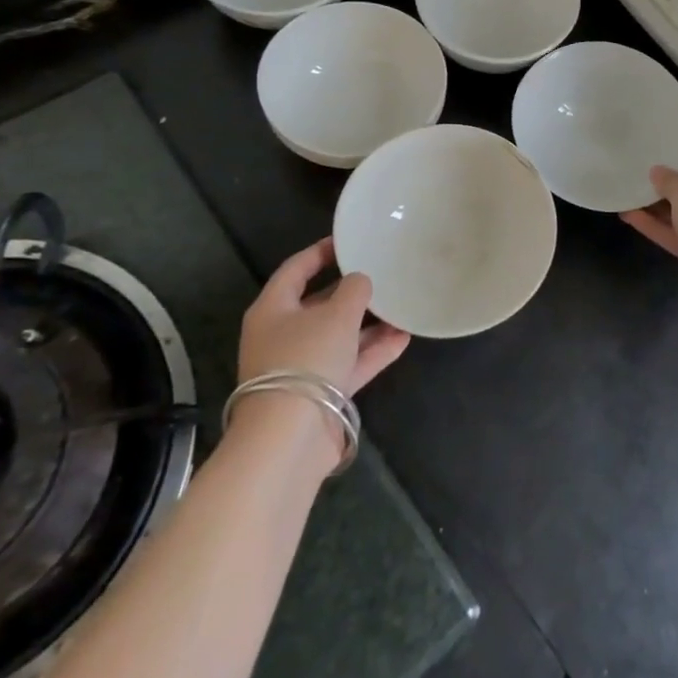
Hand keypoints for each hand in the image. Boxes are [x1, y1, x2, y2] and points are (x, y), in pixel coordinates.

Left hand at [237, 237, 409, 394]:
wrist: (290, 437)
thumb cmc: (306, 359)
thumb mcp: (336, 314)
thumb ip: (354, 290)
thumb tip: (360, 281)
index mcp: (273, 309)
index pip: (297, 268)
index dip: (322, 251)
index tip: (350, 240)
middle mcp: (283, 335)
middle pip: (319, 303)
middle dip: (351, 291)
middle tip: (382, 273)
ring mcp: (302, 366)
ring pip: (339, 335)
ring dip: (369, 323)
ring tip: (401, 306)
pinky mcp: (320, 392)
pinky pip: (350, 363)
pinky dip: (374, 351)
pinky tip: (403, 338)